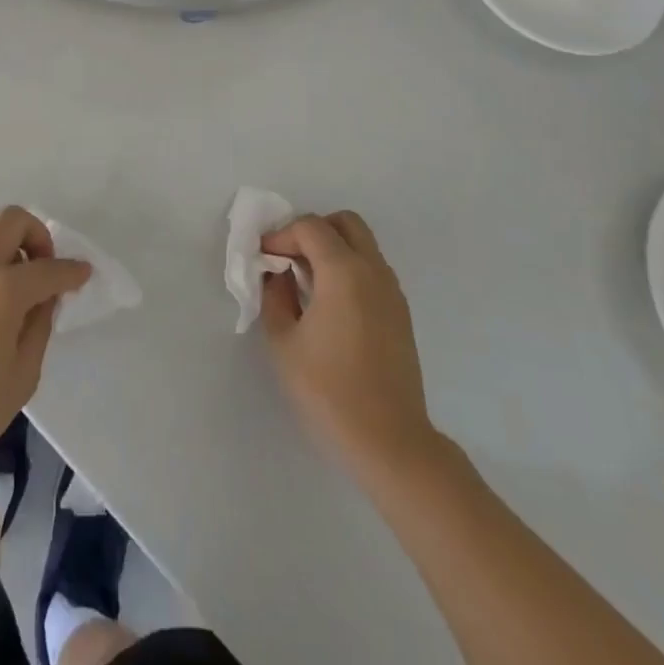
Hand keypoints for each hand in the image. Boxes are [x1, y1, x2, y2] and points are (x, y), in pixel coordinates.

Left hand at [0, 206, 90, 481]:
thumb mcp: (21, 376)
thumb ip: (38, 327)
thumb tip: (42, 299)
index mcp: (1, 289)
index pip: (48, 268)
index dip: (71, 271)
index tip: (83, 273)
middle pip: (12, 221)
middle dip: (37, 236)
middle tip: (44, 268)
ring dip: (5, 245)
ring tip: (11, 285)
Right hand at [260, 211, 440, 480]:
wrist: (390, 442)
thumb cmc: (329, 390)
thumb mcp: (283, 342)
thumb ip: (275, 296)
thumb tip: (278, 274)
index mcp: (344, 271)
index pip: (310, 227)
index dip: (281, 235)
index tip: (263, 258)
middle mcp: (373, 270)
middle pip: (345, 223)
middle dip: (313, 230)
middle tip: (290, 258)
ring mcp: (392, 291)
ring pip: (362, 245)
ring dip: (333, 249)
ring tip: (306, 282)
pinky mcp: (400, 313)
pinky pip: (372, 270)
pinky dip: (349, 269)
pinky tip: (330, 304)